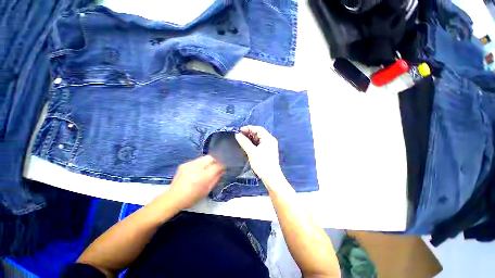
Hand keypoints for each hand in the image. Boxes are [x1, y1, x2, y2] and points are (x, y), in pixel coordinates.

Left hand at [167, 155, 224, 208]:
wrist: (173, 198)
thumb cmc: (192, 198)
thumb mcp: (207, 190)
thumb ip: (216, 178)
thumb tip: (222, 170)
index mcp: (202, 177)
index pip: (216, 165)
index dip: (222, 165)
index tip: (224, 167)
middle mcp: (196, 168)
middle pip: (211, 157)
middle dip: (216, 160)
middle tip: (217, 166)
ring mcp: (189, 165)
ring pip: (204, 157)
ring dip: (209, 161)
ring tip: (209, 168)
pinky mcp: (184, 164)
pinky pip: (197, 160)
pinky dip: (201, 163)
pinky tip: (199, 169)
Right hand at [235, 126, 284, 187]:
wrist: (271, 177)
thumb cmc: (262, 164)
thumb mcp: (252, 152)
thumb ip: (244, 142)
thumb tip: (237, 134)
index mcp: (269, 139)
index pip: (258, 129)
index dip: (249, 128)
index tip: (239, 130)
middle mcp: (270, 140)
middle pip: (259, 133)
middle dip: (249, 133)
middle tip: (240, 135)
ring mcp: (270, 146)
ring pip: (259, 139)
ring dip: (251, 138)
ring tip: (242, 140)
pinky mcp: (268, 151)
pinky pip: (260, 144)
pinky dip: (254, 143)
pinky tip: (248, 145)